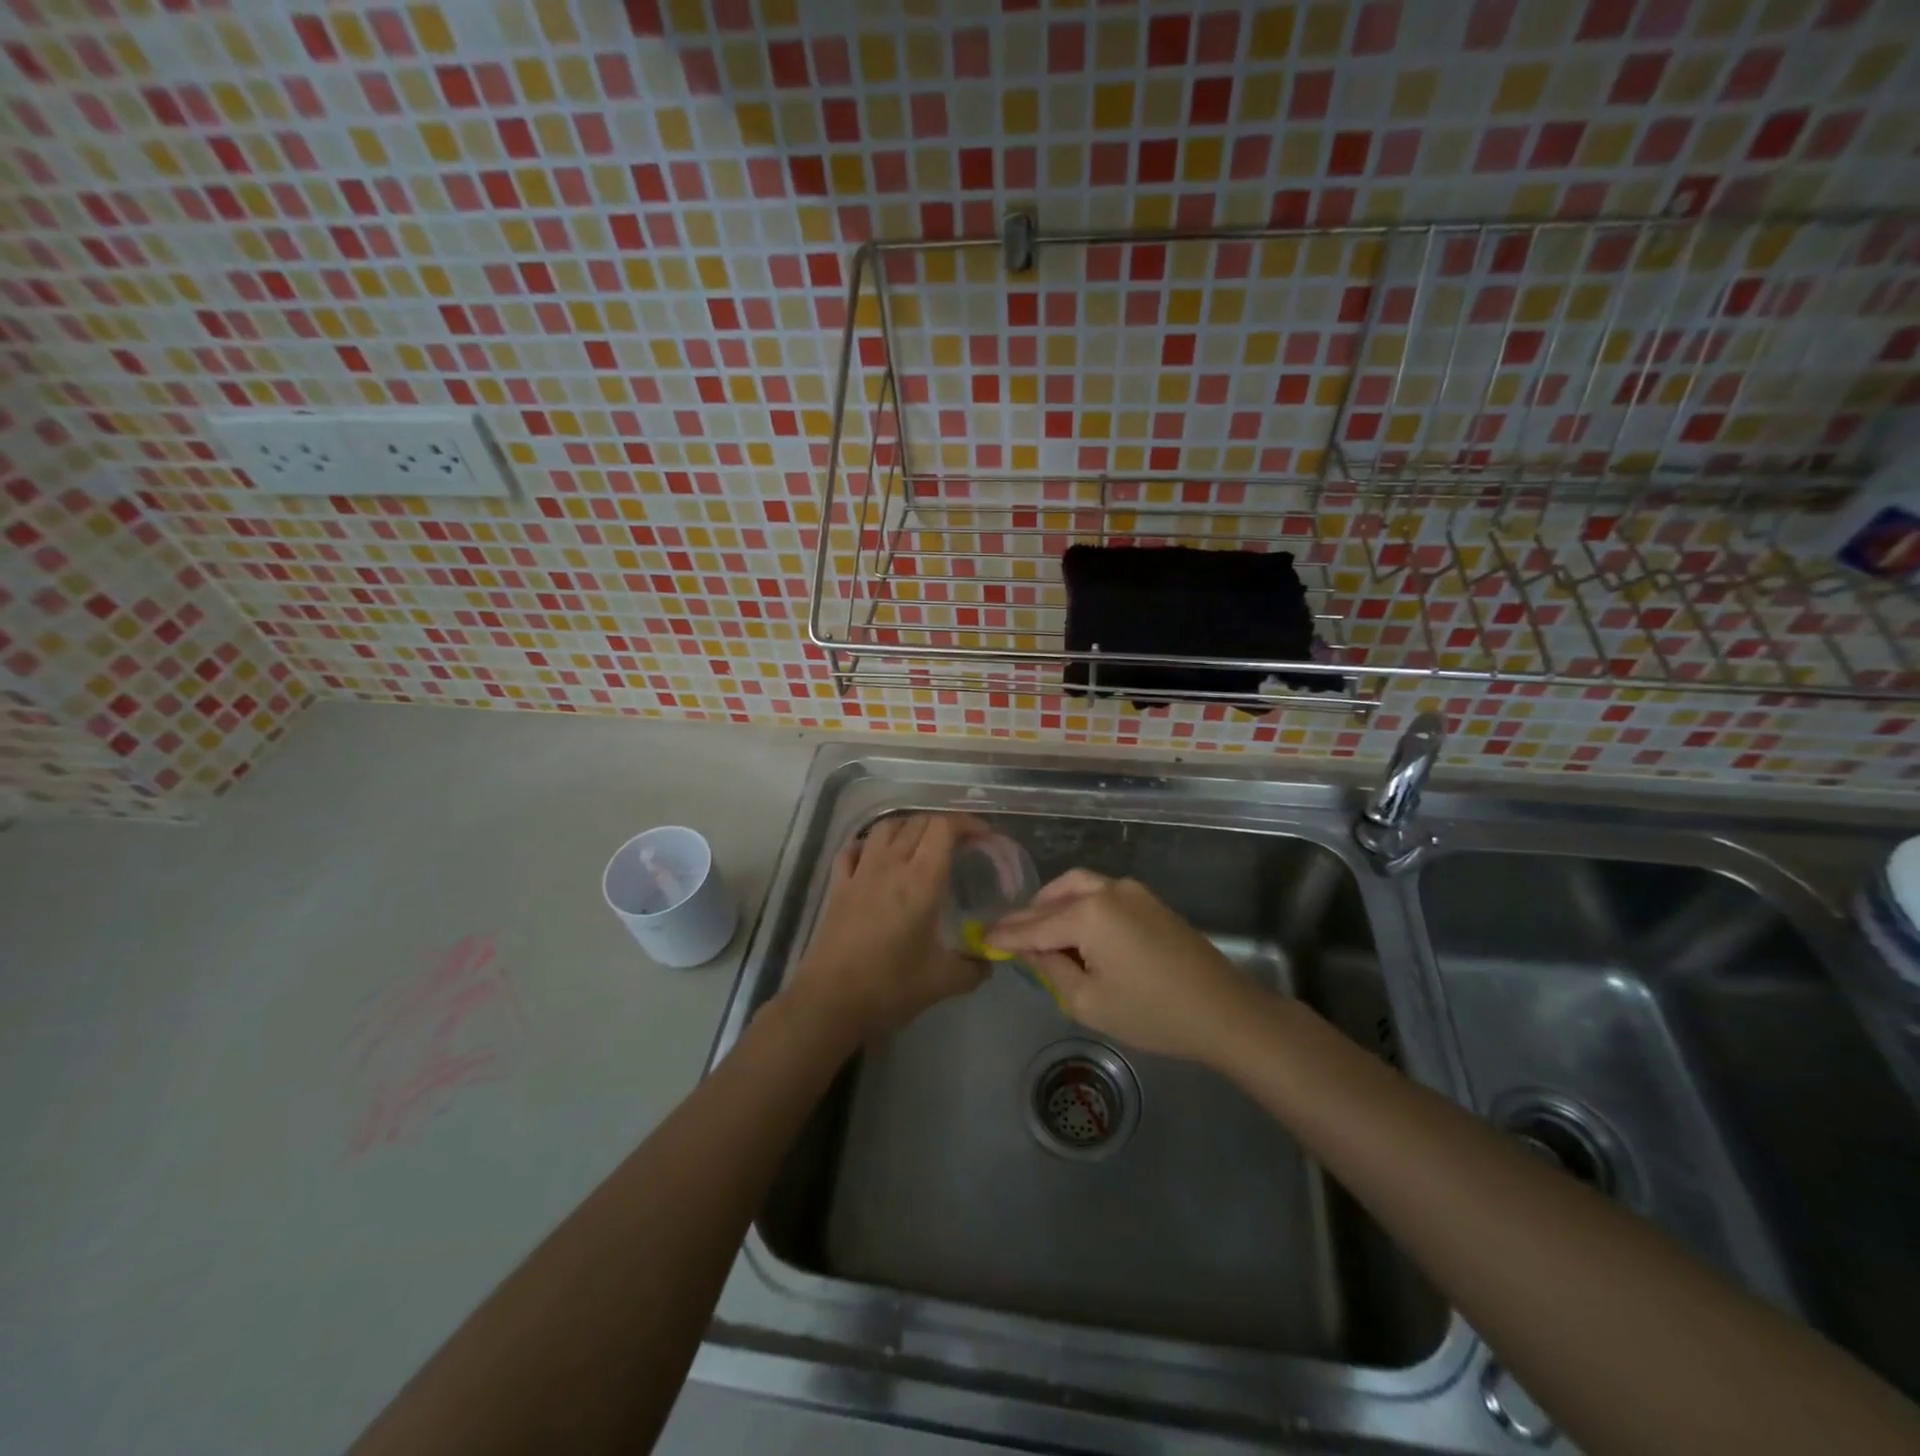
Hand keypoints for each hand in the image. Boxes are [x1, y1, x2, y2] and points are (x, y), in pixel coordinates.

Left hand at [782, 812, 990, 1042]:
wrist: (830, 1002)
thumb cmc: (890, 987)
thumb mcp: (943, 981)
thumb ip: (974, 968)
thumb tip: (989, 961)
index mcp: (921, 881)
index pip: (944, 827)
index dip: (967, 823)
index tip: (984, 836)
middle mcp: (890, 865)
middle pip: (918, 822)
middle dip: (944, 825)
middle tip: (960, 844)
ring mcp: (860, 872)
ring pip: (885, 827)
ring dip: (908, 826)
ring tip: (922, 844)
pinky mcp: (838, 885)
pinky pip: (853, 849)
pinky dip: (870, 844)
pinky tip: (877, 857)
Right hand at [987, 871, 1259, 1059]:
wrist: (1223, 1010)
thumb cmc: (1152, 1013)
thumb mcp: (1089, 1002)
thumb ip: (1051, 970)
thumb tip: (1031, 949)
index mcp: (1088, 913)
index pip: (1034, 925)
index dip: (1007, 934)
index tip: (982, 938)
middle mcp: (1107, 890)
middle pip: (1054, 896)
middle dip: (1029, 915)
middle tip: (1009, 936)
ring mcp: (1131, 890)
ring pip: (1078, 886)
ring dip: (1053, 904)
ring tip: (1039, 931)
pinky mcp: (1149, 899)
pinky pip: (1100, 892)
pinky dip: (1078, 904)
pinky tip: (1075, 929)